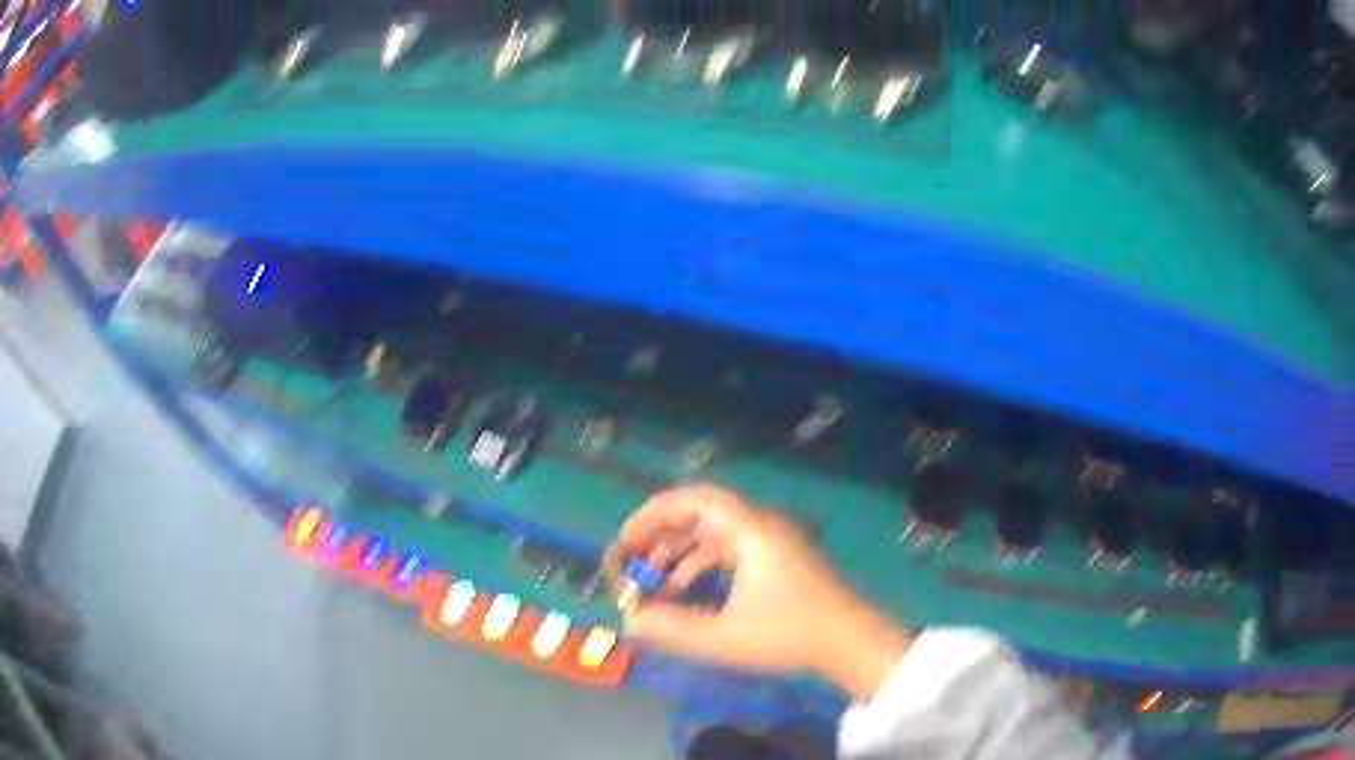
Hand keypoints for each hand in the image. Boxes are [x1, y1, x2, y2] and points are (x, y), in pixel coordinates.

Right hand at [605, 484, 911, 699]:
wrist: (849, 643)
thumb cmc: (789, 635)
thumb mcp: (725, 637)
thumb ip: (673, 629)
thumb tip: (630, 621)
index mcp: (751, 532)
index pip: (695, 500)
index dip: (654, 514)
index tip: (626, 539)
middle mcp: (760, 527)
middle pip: (701, 515)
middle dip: (661, 536)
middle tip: (631, 560)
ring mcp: (771, 543)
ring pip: (713, 534)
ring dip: (679, 553)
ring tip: (651, 581)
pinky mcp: (777, 560)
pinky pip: (729, 551)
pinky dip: (701, 565)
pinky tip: (684, 592)